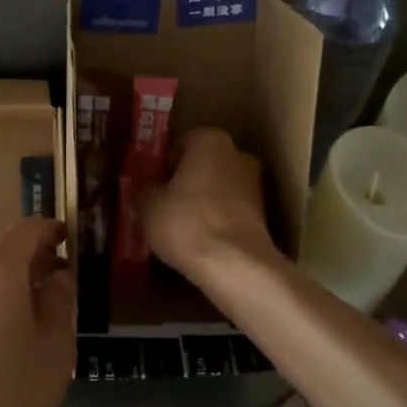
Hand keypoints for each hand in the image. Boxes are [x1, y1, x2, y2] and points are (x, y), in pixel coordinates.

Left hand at [0, 217, 75, 406]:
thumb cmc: (10, 396)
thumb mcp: (55, 349)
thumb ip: (59, 301)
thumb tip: (56, 275)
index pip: (27, 229)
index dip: (52, 229)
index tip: (71, 239)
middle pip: (4, 255)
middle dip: (34, 263)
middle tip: (61, 287)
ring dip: (11, 288)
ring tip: (36, 320)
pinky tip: (4, 343)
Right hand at [142, 128, 278, 279]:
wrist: (234, 265)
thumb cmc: (186, 222)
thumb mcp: (147, 205)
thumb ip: (144, 189)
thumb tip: (144, 188)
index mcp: (210, 140)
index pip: (180, 144)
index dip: (162, 165)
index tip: (151, 185)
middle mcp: (238, 155)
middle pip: (202, 165)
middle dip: (185, 181)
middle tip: (162, 204)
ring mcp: (255, 185)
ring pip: (218, 189)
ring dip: (201, 202)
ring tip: (178, 227)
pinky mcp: (263, 216)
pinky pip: (229, 212)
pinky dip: (215, 221)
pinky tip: (198, 241)